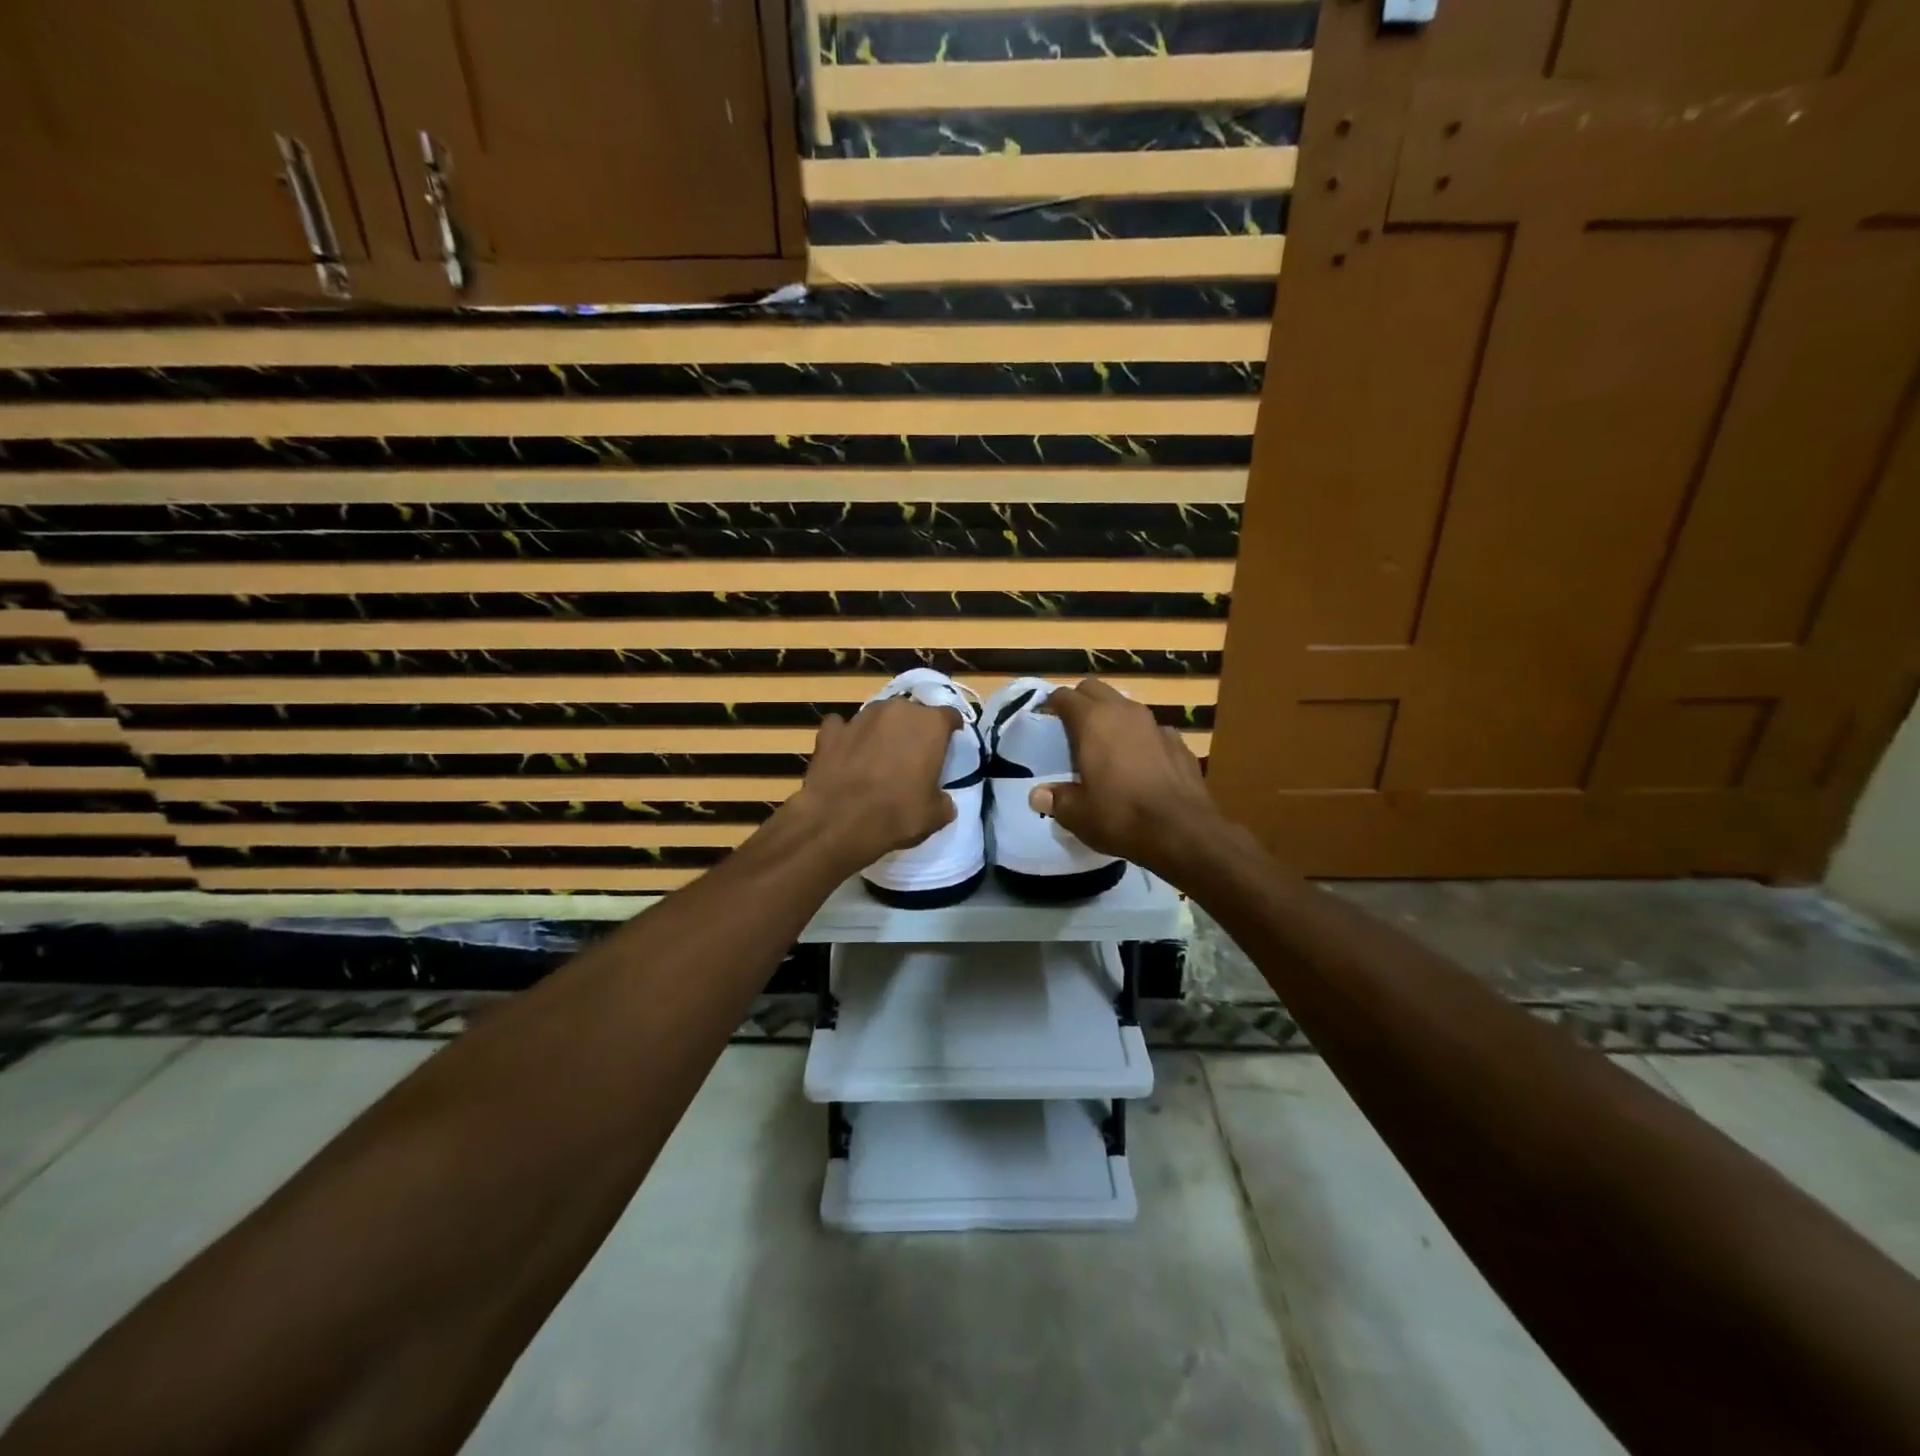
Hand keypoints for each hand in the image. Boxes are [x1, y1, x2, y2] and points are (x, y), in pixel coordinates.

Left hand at [781, 697, 959, 872]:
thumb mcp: (935, 815)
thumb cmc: (897, 814)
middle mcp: (896, 710)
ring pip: (878, 716)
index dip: (951, 730)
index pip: (950, 715)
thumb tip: (942, 800)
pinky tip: (846, 754)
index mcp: (930, 724)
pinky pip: (842, 727)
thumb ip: (944, 800)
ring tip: (879, 756)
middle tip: (913, 755)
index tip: (949, 744)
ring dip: (881, 731)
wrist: (839, 822)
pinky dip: (846, 737)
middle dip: (914, 729)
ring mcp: (860, 717)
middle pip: (912, 712)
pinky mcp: (830, 731)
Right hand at [1029, 678, 1224, 874]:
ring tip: (1105, 747)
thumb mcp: (1077, 814)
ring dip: (1112, 719)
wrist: (1182, 831)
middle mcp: (1124, 712)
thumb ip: (1057, 799)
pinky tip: (1140, 765)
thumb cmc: (1120, 816)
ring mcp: (1156, 724)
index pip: (1065, 696)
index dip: (1052, 705)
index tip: (1045, 720)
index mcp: (1093, 721)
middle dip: (1081, 702)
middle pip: (1095, 689)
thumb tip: (1038, 795)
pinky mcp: (1179, 742)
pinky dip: (1140, 739)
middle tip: (1072, 729)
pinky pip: (1151, 731)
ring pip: (1126, 707)